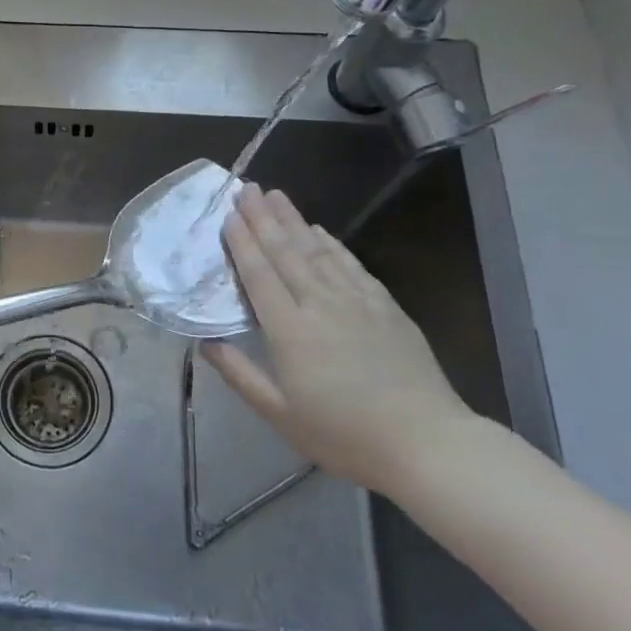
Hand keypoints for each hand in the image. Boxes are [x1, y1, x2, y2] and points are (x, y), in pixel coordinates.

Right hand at [202, 184, 474, 493]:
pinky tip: (321, 231)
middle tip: (247, 188)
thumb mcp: (279, 414)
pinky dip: (332, 244)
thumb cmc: (343, 433)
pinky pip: (351, 265)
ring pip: (318, 251)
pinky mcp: (385, 307)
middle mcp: (320, 304)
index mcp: (289, 330)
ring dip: (294, 220)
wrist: (425, 442)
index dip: (242, 242)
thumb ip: (239, 374)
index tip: (229, 214)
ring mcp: (356, 302)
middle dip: (264, 218)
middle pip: (286, 252)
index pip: (259, 274)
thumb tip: (205, 342)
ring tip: (276, 195)